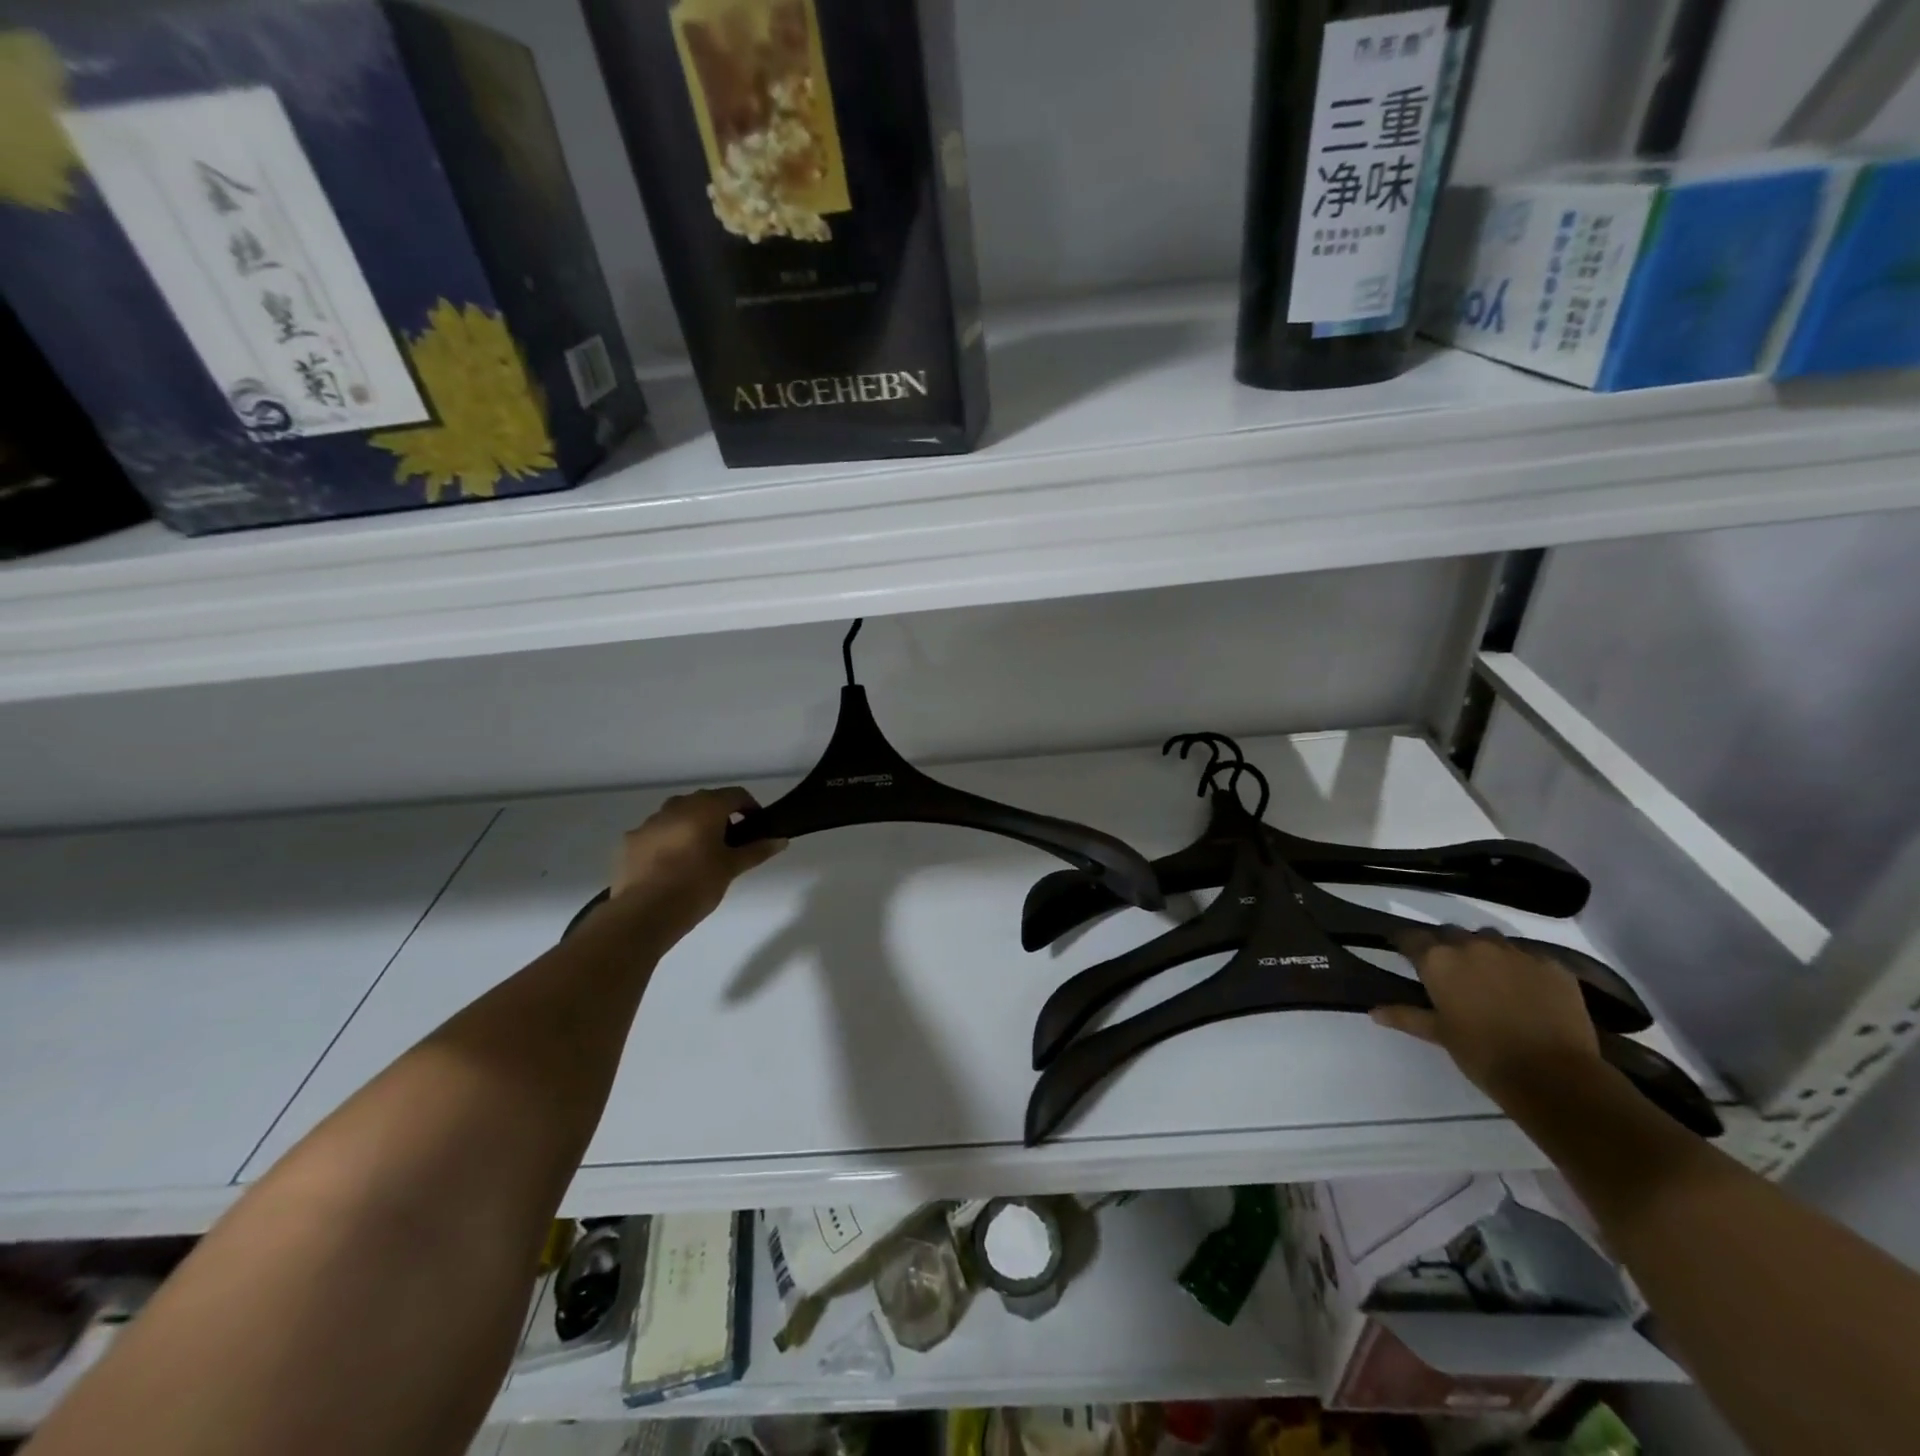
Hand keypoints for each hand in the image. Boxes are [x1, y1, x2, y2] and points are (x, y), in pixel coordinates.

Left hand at [610, 788, 785, 932]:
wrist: (644, 912)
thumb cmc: (697, 884)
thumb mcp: (732, 868)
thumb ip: (757, 850)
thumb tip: (781, 840)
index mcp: (705, 807)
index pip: (736, 794)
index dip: (750, 807)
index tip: (756, 826)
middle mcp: (676, 806)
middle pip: (705, 802)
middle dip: (720, 817)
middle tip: (729, 844)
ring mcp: (649, 822)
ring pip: (678, 816)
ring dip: (691, 828)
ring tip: (698, 857)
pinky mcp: (630, 841)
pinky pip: (656, 834)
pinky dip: (668, 842)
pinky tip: (670, 867)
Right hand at [1372, 927, 1602, 1105]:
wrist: (1553, 1076)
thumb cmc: (1483, 1054)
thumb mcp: (1439, 1034)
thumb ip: (1405, 1016)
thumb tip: (1373, 1011)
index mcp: (1438, 960)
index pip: (1411, 937)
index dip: (1406, 945)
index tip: (1404, 954)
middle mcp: (1472, 945)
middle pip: (1450, 933)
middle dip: (1446, 946)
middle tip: (1449, 972)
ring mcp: (1515, 952)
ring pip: (1489, 938)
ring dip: (1482, 950)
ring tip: (1488, 976)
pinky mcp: (1551, 965)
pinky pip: (1528, 955)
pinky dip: (1520, 966)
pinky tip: (1525, 989)